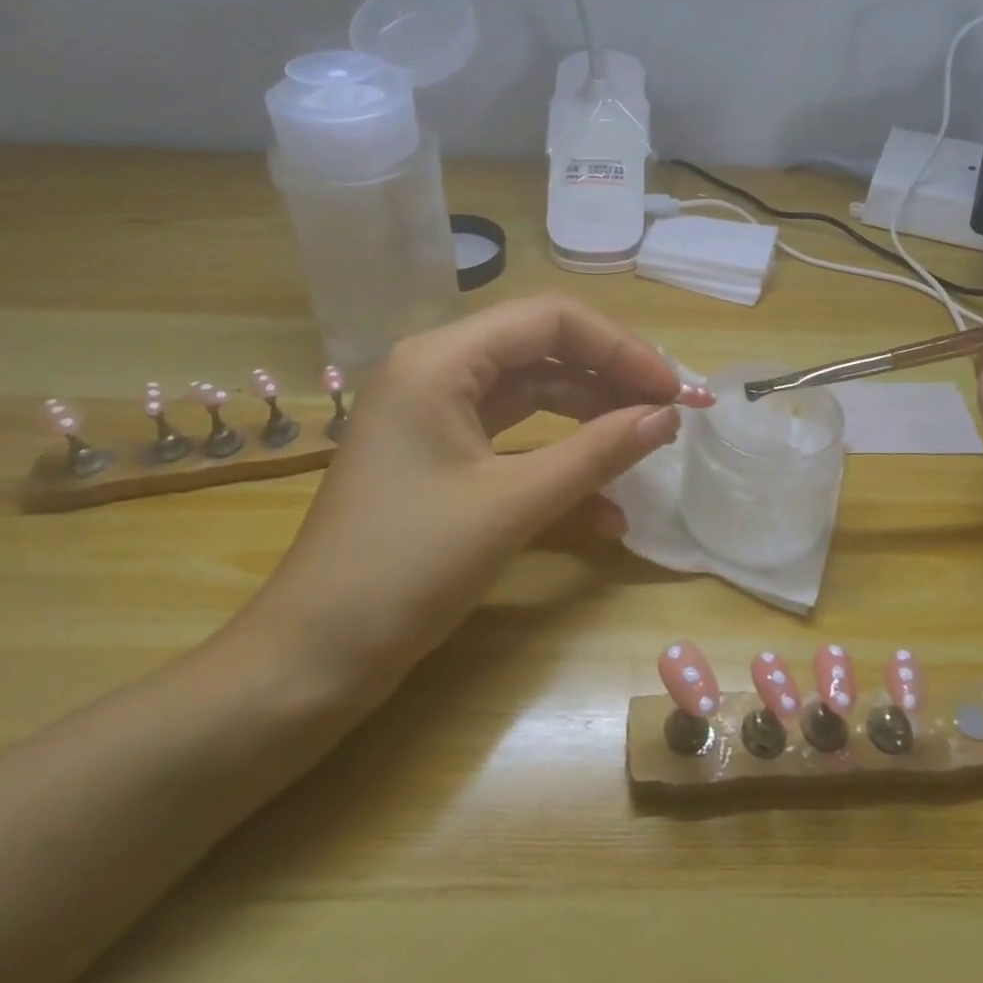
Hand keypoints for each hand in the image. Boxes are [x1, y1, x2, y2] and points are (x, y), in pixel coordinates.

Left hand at [227, 295, 708, 702]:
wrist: (311, 661)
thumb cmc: (406, 568)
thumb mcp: (512, 504)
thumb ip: (596, 452)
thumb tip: (668, 417)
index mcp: (441, 359)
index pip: (549, 320)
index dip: (620, 348)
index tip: (672, 391)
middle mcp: (436, 372)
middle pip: (542, 351)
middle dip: (609, 380)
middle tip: (668, 414)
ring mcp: (436, 417)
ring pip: (532, 396)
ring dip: (590, 420)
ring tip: (646, 446)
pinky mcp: (441, 460)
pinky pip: (513, 442)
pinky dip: (558, 463)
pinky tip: (606, 511)